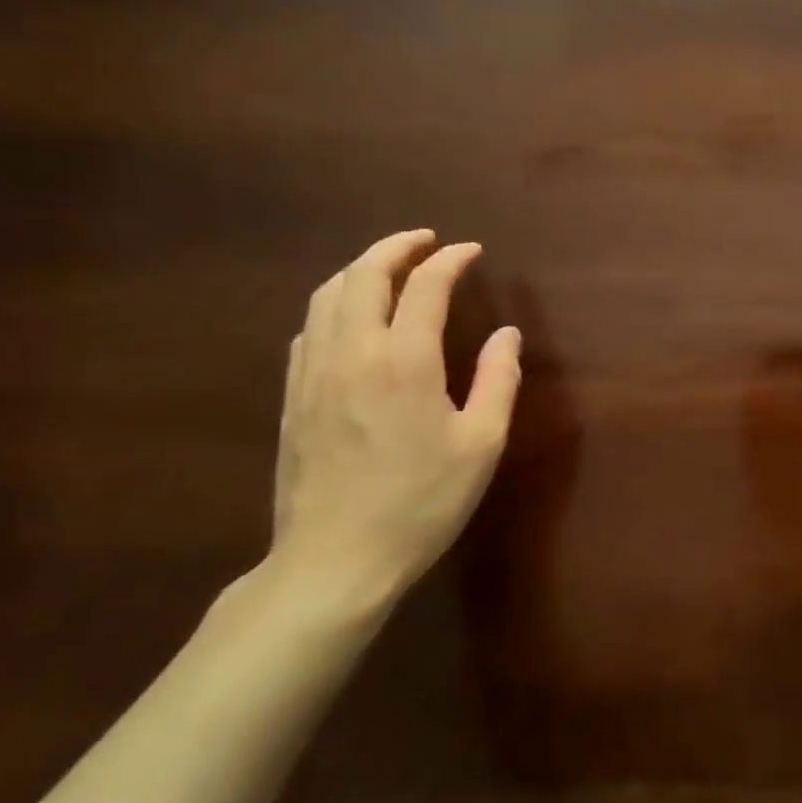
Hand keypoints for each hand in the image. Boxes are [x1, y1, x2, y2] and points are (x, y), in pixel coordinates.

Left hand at [269, 229, 522, 611]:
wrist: (335, 561)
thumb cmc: (421, 502)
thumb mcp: (481, 444)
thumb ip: (498, 380)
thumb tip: (508, 334)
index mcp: (404, 361)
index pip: (425, 285)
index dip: (450, 260)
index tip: (472, 251)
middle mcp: (352, 353)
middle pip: (363, 274)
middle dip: (396, 246)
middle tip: (426, 241)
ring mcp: (314, 374)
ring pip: (327, 296)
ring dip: (360, 269)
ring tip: (390, 269)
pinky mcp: (294, 398)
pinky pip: (310, 329)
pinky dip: (335, 305)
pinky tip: (352, 320)